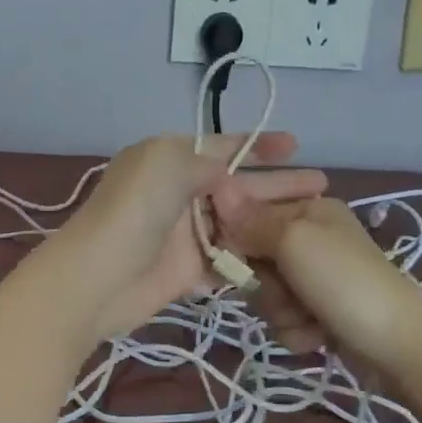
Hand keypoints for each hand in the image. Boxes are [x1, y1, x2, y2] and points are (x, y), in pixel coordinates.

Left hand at [57, 133, 326, 339]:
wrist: (98, 277)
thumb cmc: (133, 211)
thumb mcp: (167, 164)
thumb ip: (203, 161)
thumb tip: (225, 170)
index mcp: (169, 160)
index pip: (221, 146)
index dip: (257, 145)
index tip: (295, 145)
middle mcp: (179, 193)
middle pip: (239, 186)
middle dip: (279, 184)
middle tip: (322, 187)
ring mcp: (185, 234)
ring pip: (238, 224)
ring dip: (272, 223)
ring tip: (316, 224)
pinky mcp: (188, 271)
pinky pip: (228, 260)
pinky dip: (253, 259)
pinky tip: (289, 258)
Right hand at [211, 195, 418, 355]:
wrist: (402, 348)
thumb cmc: (345, 283)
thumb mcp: (294, 242)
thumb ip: (252, 219)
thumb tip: (216, 184)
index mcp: (310, 209)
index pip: (250, 214)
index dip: (237, 238)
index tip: (237, 256)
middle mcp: (313, 239)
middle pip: (255, 259)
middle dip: (264, 284)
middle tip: (286, 292)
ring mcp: (318, 279)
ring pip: (267, 294)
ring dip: (281, 313)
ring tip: (309, 320)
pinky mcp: (322, 314)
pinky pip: (285, 320)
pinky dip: (297, 332)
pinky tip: (318, 337)